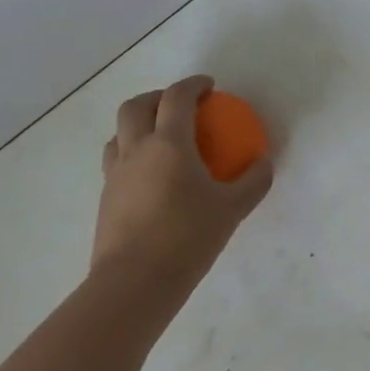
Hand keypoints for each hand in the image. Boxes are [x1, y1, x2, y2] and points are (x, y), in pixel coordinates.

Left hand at [93, 75, 272, 294]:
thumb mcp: (232, 209)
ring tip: (161, 140)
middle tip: (180, 106)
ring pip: (118, 134)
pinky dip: (132, 156)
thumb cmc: (186, 238)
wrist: (133, 286)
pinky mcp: (105, 200)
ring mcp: (115, 175)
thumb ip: (253, 181)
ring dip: (139, 126)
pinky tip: (152, 178)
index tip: (209, 87)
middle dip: (157, 97)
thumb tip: (264, 163)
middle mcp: (136, 151)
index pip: (177, 97)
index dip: (193, 85)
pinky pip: (116, 163)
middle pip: (135, 106)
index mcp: (168, 144)